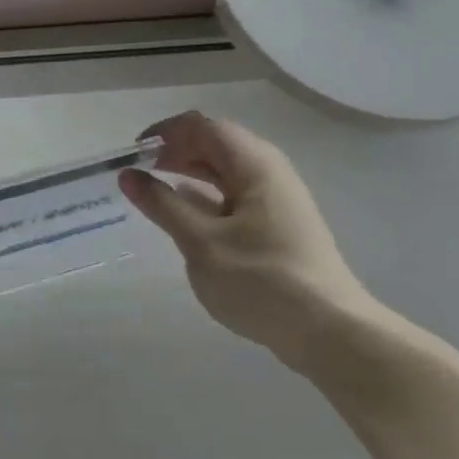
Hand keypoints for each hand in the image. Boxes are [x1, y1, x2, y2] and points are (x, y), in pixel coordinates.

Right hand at [119, 111, 377, 371]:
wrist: (329, 332)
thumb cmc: (261, 280)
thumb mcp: (200, 242)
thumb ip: (162, 205)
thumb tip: (128, 175)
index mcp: (255, 165)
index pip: (203, 126)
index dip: (165, 133)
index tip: (133, 155)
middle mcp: (269, 172)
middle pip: (215, 144)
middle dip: (174, 151)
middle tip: (138, 174)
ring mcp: (276, 200)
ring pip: (224, 171)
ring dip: (187, 173)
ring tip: (153, 191)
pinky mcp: (277, 226)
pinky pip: (233, 195)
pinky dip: (204, 196)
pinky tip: (183, 214)